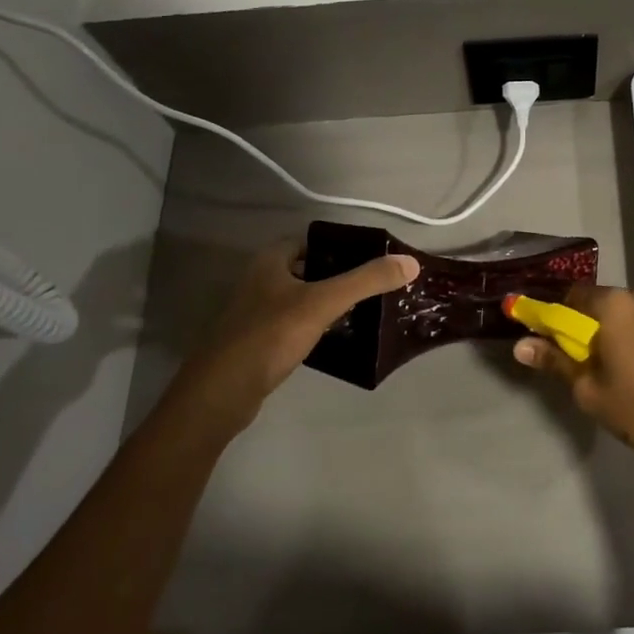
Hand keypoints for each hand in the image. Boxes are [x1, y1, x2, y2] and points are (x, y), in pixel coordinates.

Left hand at [178, 240, 419, 428]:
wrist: (222, 393)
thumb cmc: (270, 336)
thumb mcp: (324, 303)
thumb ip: (366, 281)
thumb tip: (411, 263)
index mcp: (270, 260)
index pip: (312, 240)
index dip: (342, 246)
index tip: (374, 258)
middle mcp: (260, 279)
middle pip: (310, 268)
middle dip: (341, 275)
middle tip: (376, 285)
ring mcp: (256, 312)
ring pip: (302, 298)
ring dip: (329, 302)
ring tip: (367, 310)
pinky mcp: (259, 341)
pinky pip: (295, 324)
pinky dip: (317, 326)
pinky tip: (338, 337)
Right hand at [511, 284, 633, 476]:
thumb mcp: (591, 392)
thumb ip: (556, 362)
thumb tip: (521, 345)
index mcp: (615, 306)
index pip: (574, 295)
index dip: (559, 314)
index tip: (554, 337)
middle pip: (609, 303)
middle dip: (596, 325)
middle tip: (592, 361)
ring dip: (629, 332)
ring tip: (630, 369)